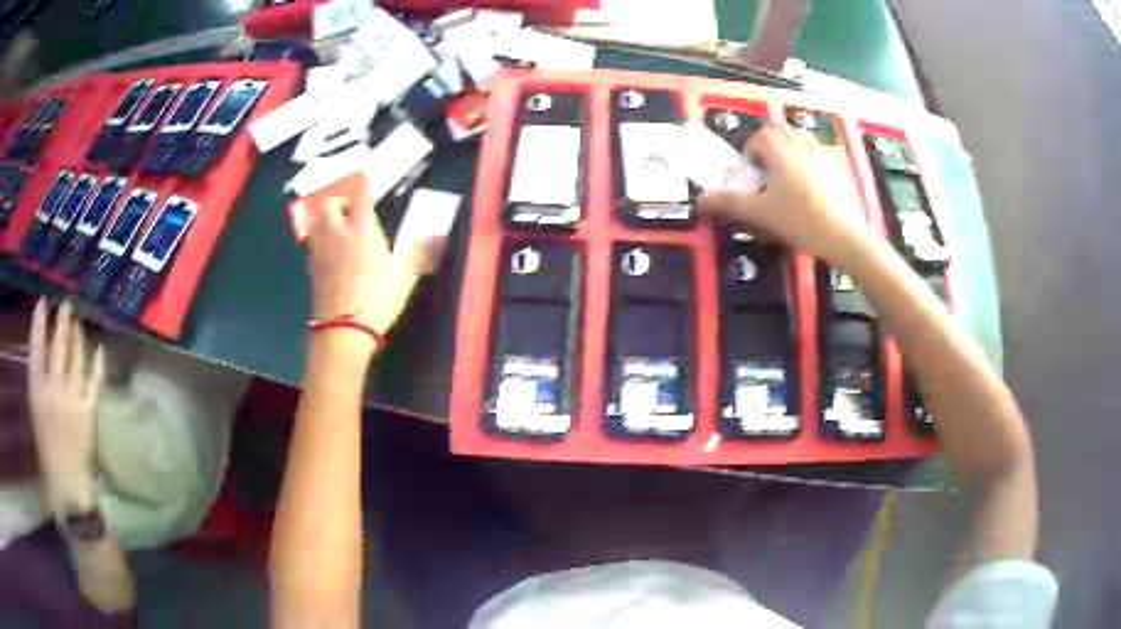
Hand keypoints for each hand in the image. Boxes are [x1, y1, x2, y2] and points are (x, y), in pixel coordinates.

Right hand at [28, 299, 103, 513]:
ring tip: (78, 321)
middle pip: (58, 346)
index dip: (39, 322)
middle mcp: (53, 388)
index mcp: (36, 388)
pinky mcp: (89, 410)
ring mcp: (72, 398)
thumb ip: (39, 381)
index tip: (43, 302)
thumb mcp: (36, 409)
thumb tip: (45, 352)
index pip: (36, 346)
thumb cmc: (47, 447)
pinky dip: (98, 363)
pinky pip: (95, 380)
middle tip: (67, 304)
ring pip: (76, 357)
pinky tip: (100, 349)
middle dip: (62, 322)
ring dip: (77, 336)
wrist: (66, 481)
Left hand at [303, 185, 422, 343]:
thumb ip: (420, 251)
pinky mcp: (312, 271)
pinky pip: (314, 245)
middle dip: (336, 200)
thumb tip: (438, 234)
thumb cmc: (377, 297)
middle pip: (327, 204)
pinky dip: (321, 241)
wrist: (343, 330)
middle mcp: (336, 233)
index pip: (360, 195)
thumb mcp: (406, 275)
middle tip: (348, 209)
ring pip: (316, 223)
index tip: (366, 174)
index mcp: (361, 228)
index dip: (363, 182)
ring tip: (337, 227)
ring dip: (325, 219)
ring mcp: (320, 252)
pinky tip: (331, 253)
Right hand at [698, 126, 876, 264]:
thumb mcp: (760, 213)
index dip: (751, 153)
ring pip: (803, 138)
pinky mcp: (841, 168)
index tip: (751, 176)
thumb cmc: (800, 220)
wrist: (845, 236)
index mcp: (780, 150)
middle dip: (771, 146)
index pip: (759, 137)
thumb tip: (698, 200)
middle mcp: (801, 144)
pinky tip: (816, 184)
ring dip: (792, 148)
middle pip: (781, 131)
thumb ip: (729, 203)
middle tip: (769, 173)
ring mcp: (824, 154)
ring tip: (790, 175)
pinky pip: (823, 152)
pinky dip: (814, 159)